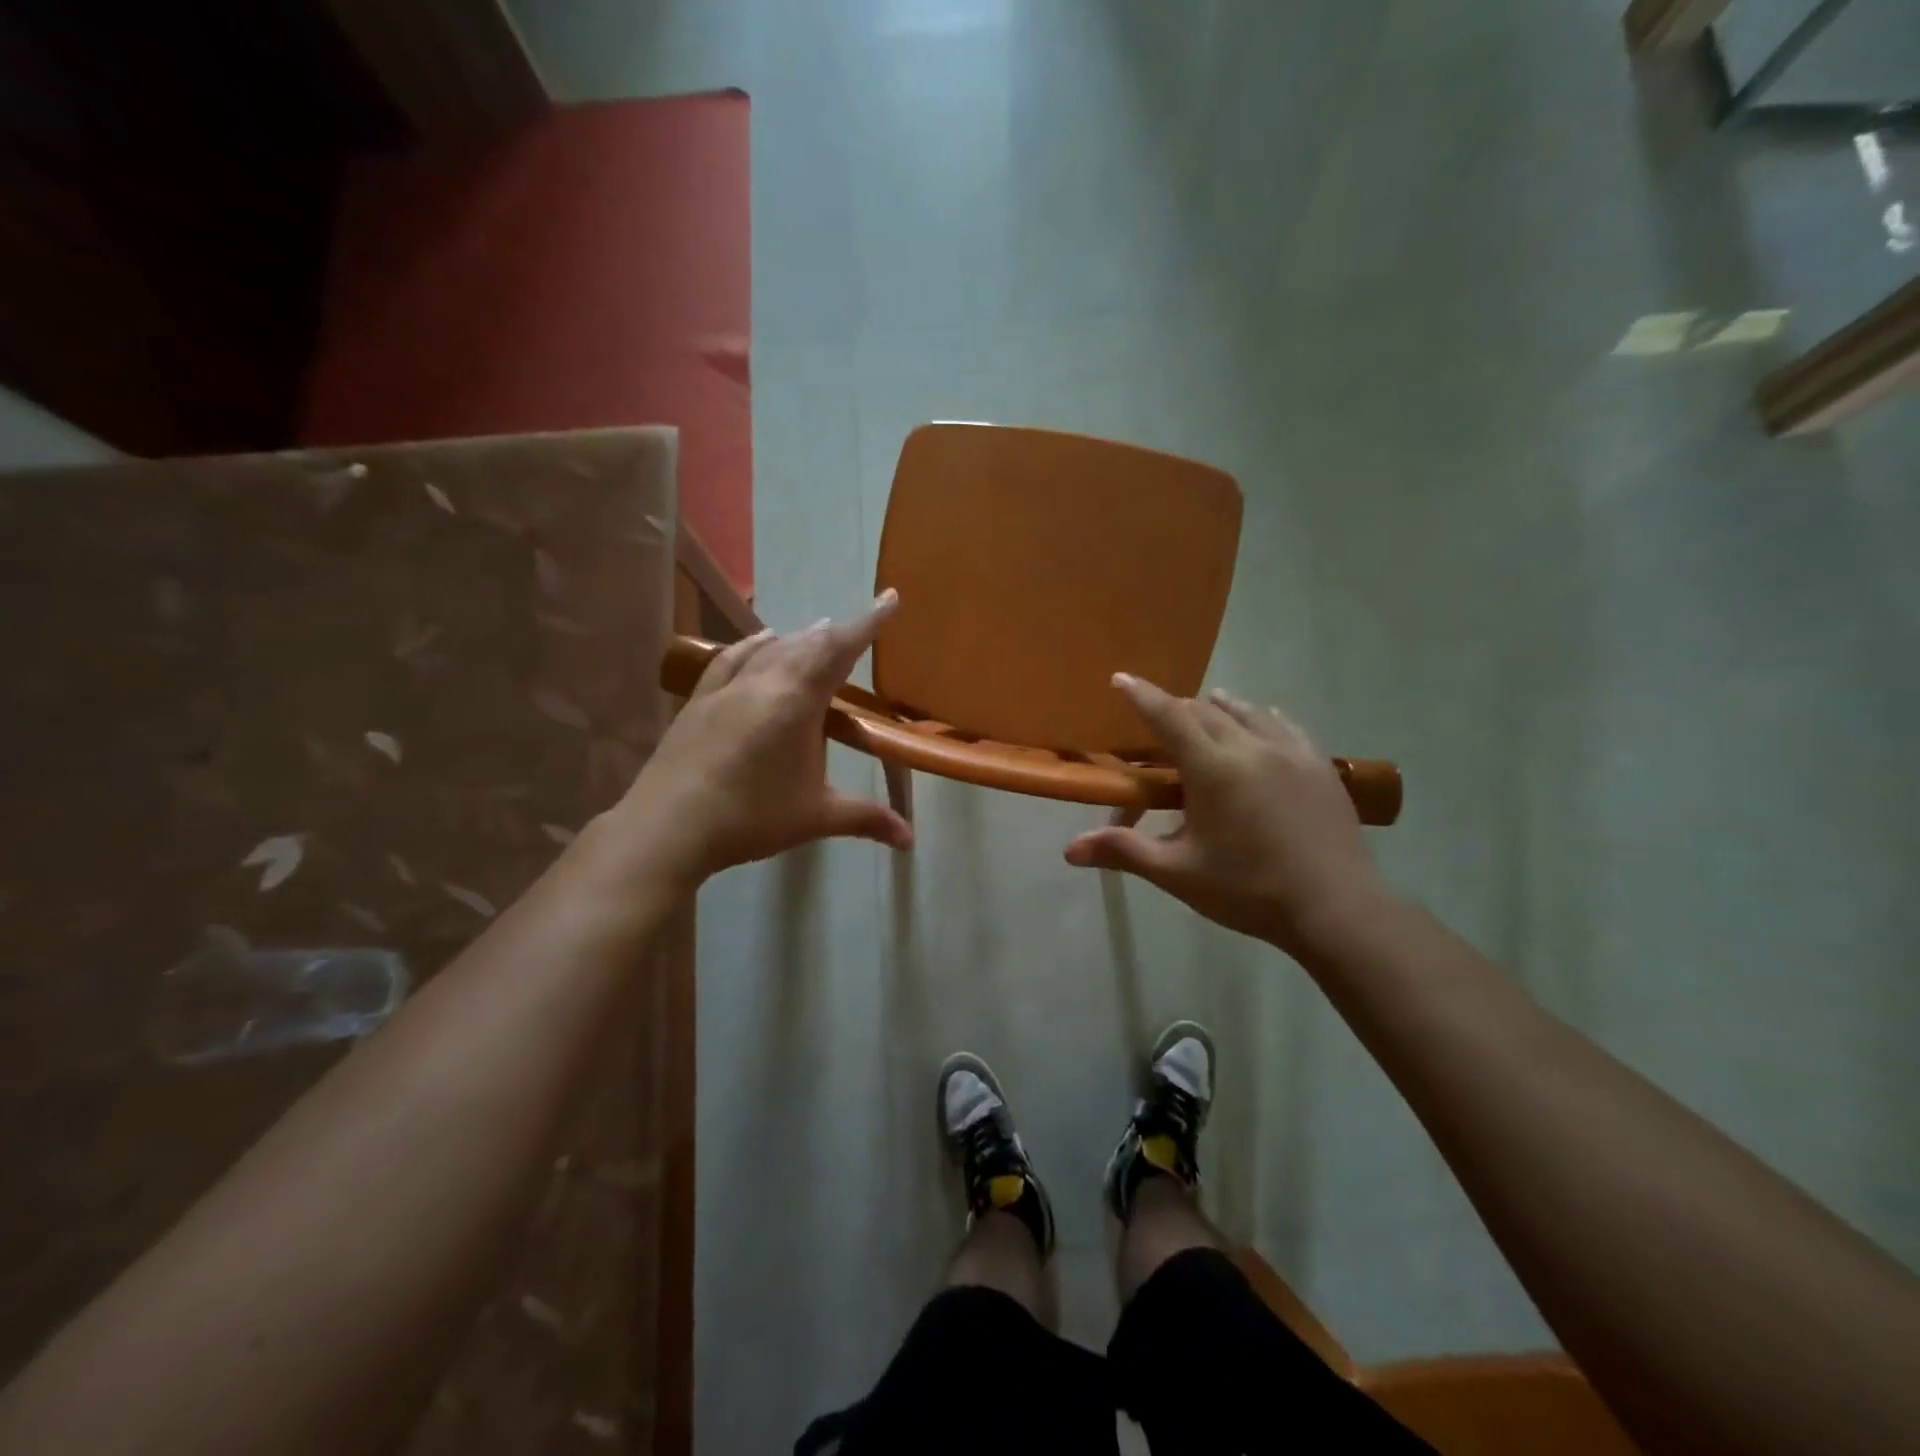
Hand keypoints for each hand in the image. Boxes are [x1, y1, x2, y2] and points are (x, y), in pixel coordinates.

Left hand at [616, 592, 912, 885]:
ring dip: (800, 638)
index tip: (889, 597)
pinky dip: (754, 645)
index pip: (840, 650)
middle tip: (858, 628)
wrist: (668, 827)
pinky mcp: (699, 700)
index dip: (868, 622)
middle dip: (837, 633)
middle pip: (807, 644)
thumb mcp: (815, 818)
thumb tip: (910, 839)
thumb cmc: (750, 818)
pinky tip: (761, 642)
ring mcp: (727, 688)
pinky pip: (732, 658)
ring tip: (818, 631)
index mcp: (797, 702)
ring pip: (771, 648)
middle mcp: (763, 682)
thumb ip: (866, 819)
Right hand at [1064, 675, 1386, 956]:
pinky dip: (1259, 718)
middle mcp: (1250, 746)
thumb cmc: (1248, 890)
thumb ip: (1123, 852)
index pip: (1167, 716)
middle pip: (1203, 710)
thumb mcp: (1178, 873)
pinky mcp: (1319, 765)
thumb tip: (1069, 850)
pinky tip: (1261, 725)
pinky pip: (1283, 724)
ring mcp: (1291, 751)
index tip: (1121, 678)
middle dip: (1176, 710)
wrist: (1336, 909)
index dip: (1141, 695)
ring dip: (1217, 709)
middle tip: (1159, 724)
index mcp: (1212, 767)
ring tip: (1206, 712)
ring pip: (1246, 711)